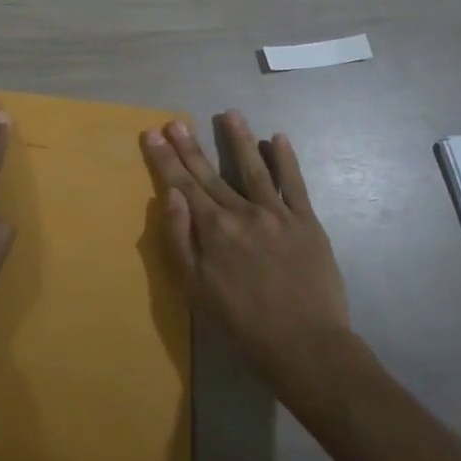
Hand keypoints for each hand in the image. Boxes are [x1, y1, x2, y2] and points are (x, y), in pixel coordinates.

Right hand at [141, 112, 354, 398]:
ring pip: (254, 168)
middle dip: (190, 146)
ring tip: (228, 113)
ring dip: (239, 139)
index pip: (182, 185)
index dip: (165, 159)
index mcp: (213, 229)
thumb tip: (170, 196)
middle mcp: (242, 212)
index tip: (153, 134)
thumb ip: (180, 239)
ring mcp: (277, 214)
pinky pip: (295, 184)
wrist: (307, 346)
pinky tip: (278, 138)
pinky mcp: (307, 222)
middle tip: (176, 121)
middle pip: (210, 173)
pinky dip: (286, 160)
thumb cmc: (243, 323)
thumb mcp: (196, 289)